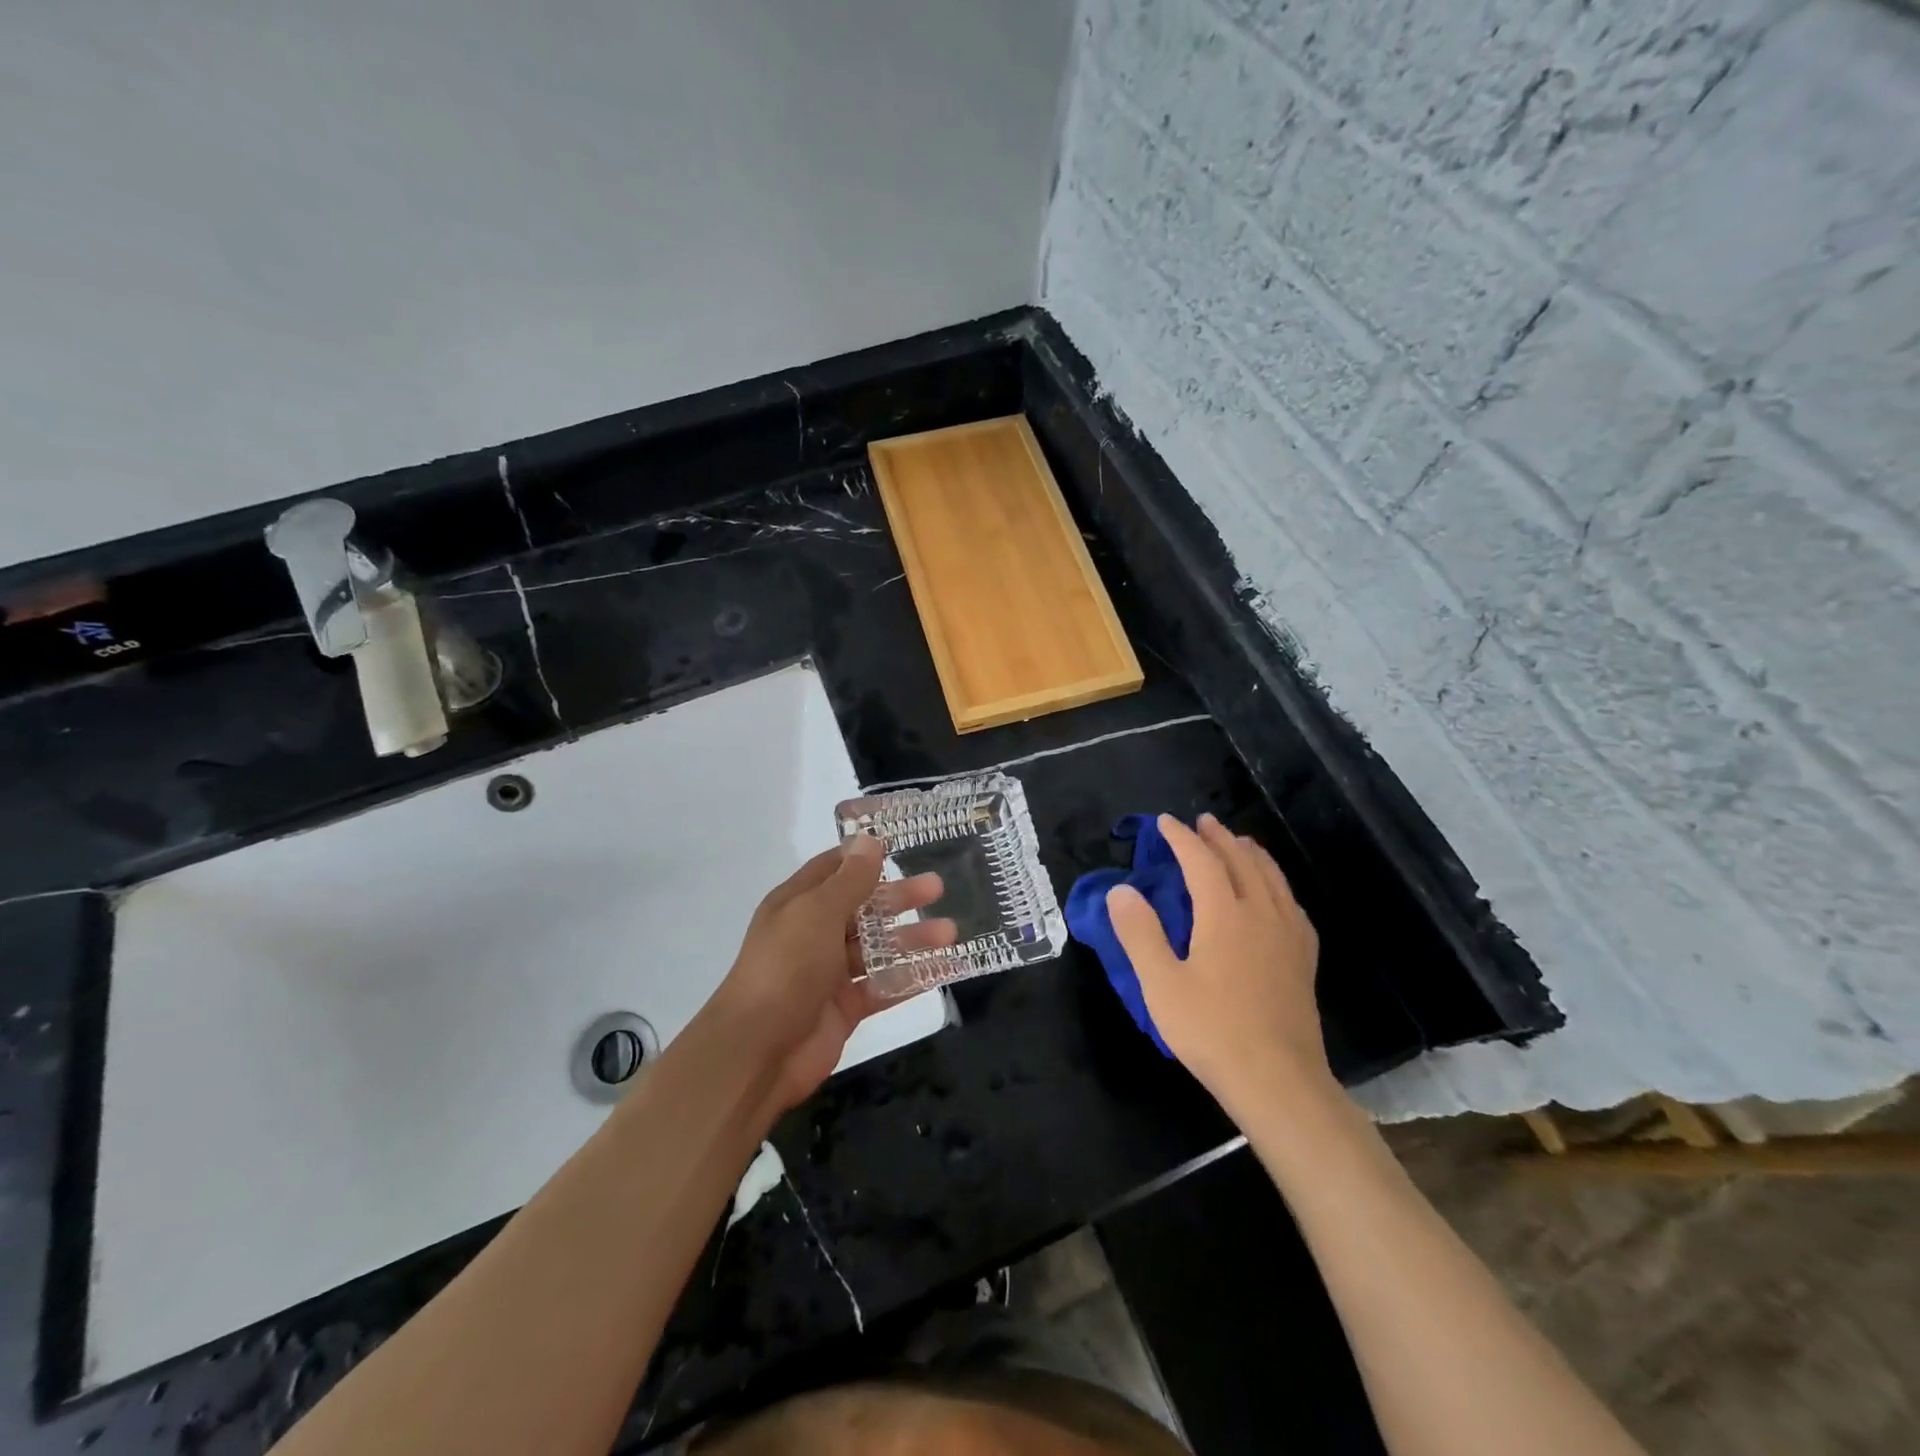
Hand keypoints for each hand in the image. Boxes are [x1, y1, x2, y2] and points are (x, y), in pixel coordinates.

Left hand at [709, 836, 953, 1116]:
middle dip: (899, 897)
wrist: (758, 1050)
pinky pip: (884, 986)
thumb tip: (869, 839)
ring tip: (950, 932)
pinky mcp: (846, 1007)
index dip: (864, 856)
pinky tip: (945, 969)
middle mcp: (814, 933)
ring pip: (878, 948)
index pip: (834, 869)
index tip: (901, 845)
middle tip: (938, 888)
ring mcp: (830, 972)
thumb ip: (849, 880)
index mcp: (799, 903)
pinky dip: (913, 977)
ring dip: (912, 938)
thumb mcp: (818, 912)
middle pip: (863, 908)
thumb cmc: (786, 967)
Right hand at [1107, 813, 1327, 1113]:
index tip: (1165, 822)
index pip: (1201, 861)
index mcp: (1225, 915)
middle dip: (1219, 837)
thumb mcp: (1161, 984)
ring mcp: (1289, 936)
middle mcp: (1261, 914)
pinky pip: (1292, 904)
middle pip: (1242, 861)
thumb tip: (1121, 890)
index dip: (1181, 838)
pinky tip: (1275, 894)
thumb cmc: (1212, 1031)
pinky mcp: (1304, 959)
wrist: (1278, 1081)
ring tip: (1240, 842)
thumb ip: (1139, 933)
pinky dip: (1277, 884)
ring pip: (1272, 878)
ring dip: (1252, 853)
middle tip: (1203, 822)